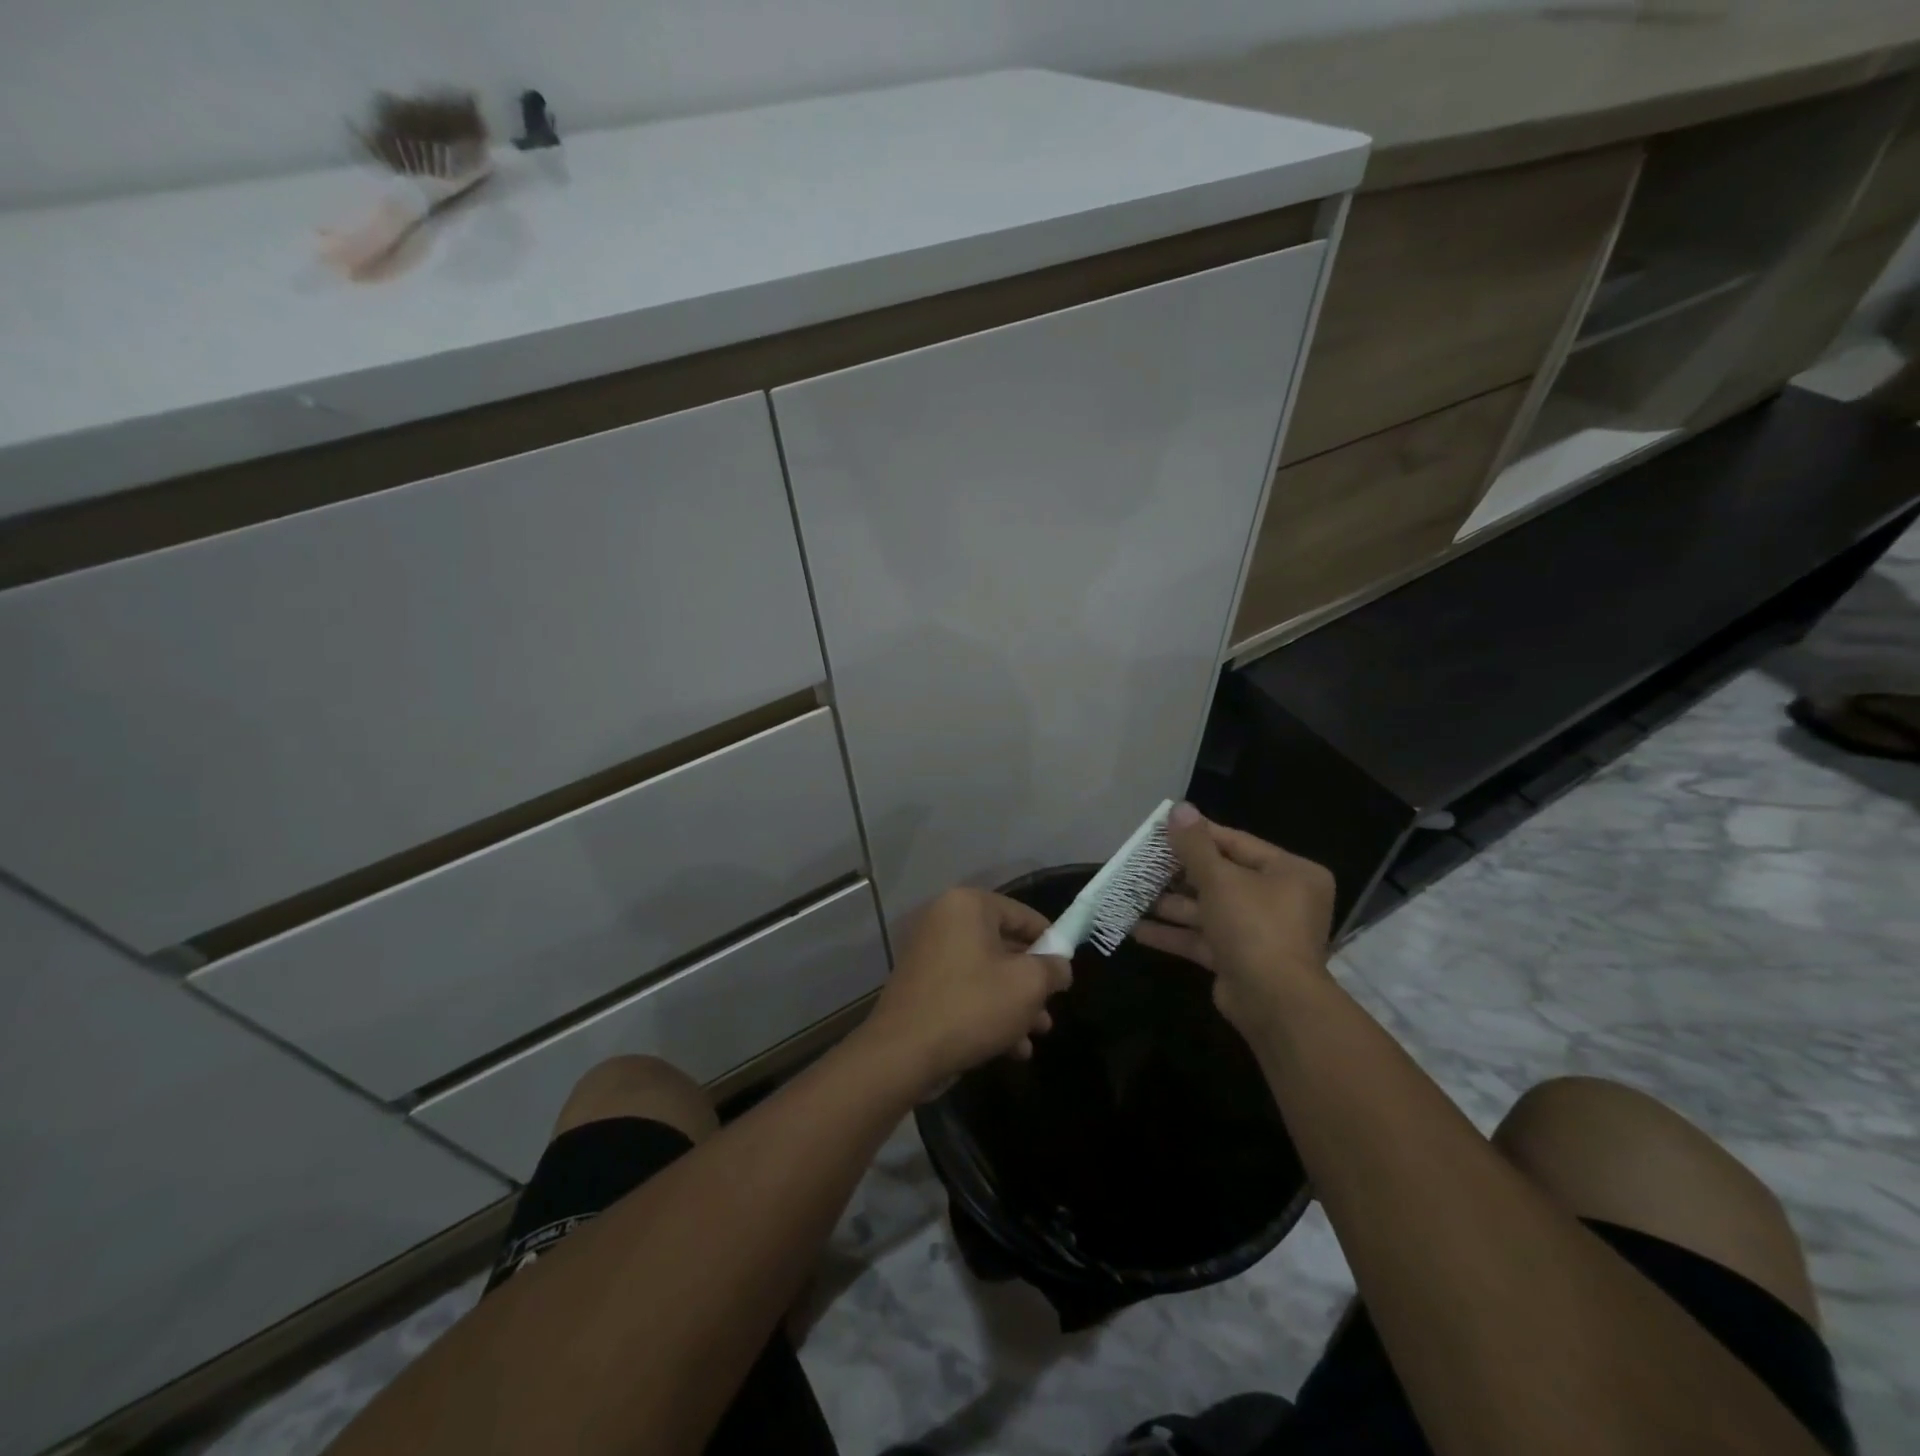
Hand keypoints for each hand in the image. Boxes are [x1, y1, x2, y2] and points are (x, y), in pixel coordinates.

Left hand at [860, 888, 1072, 1095]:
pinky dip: (988, 1012)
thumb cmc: (972, 1006)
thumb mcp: (1028, 985)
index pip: (1022, 914)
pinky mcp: (921, 986)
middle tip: (1051, 1008)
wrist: (903, 1053)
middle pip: (1004, 945)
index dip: (1051, 941)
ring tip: (1037, 1034)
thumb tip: (1059, 966)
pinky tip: (1012, 1048)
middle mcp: (944, 921)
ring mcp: (929, 954)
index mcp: (968, 906)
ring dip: (1015, 1003)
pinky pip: (965, 990)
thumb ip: (1053, 968)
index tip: (1066, 969)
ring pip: (986, 973)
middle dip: (1031, 982)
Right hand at [1133, 803, 1335, 1039]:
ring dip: (1170, 904)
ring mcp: (1259, 932)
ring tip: (1131, 892)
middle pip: (1220, 876)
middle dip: (1177, 873)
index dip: (1197, 835)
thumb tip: (1179, 808)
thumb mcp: (1220, 879)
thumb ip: (1195, 845)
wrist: (1274, 1003)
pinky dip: (1173, 933)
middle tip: (1140, 861)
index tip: (1161, 828)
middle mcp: (1279, 899)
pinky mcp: (1239, 959)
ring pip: (1208, 909)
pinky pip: (1203, 938)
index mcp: (1289, 872)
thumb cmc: (1254, 926)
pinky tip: (1135, 928)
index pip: (1236, 843)